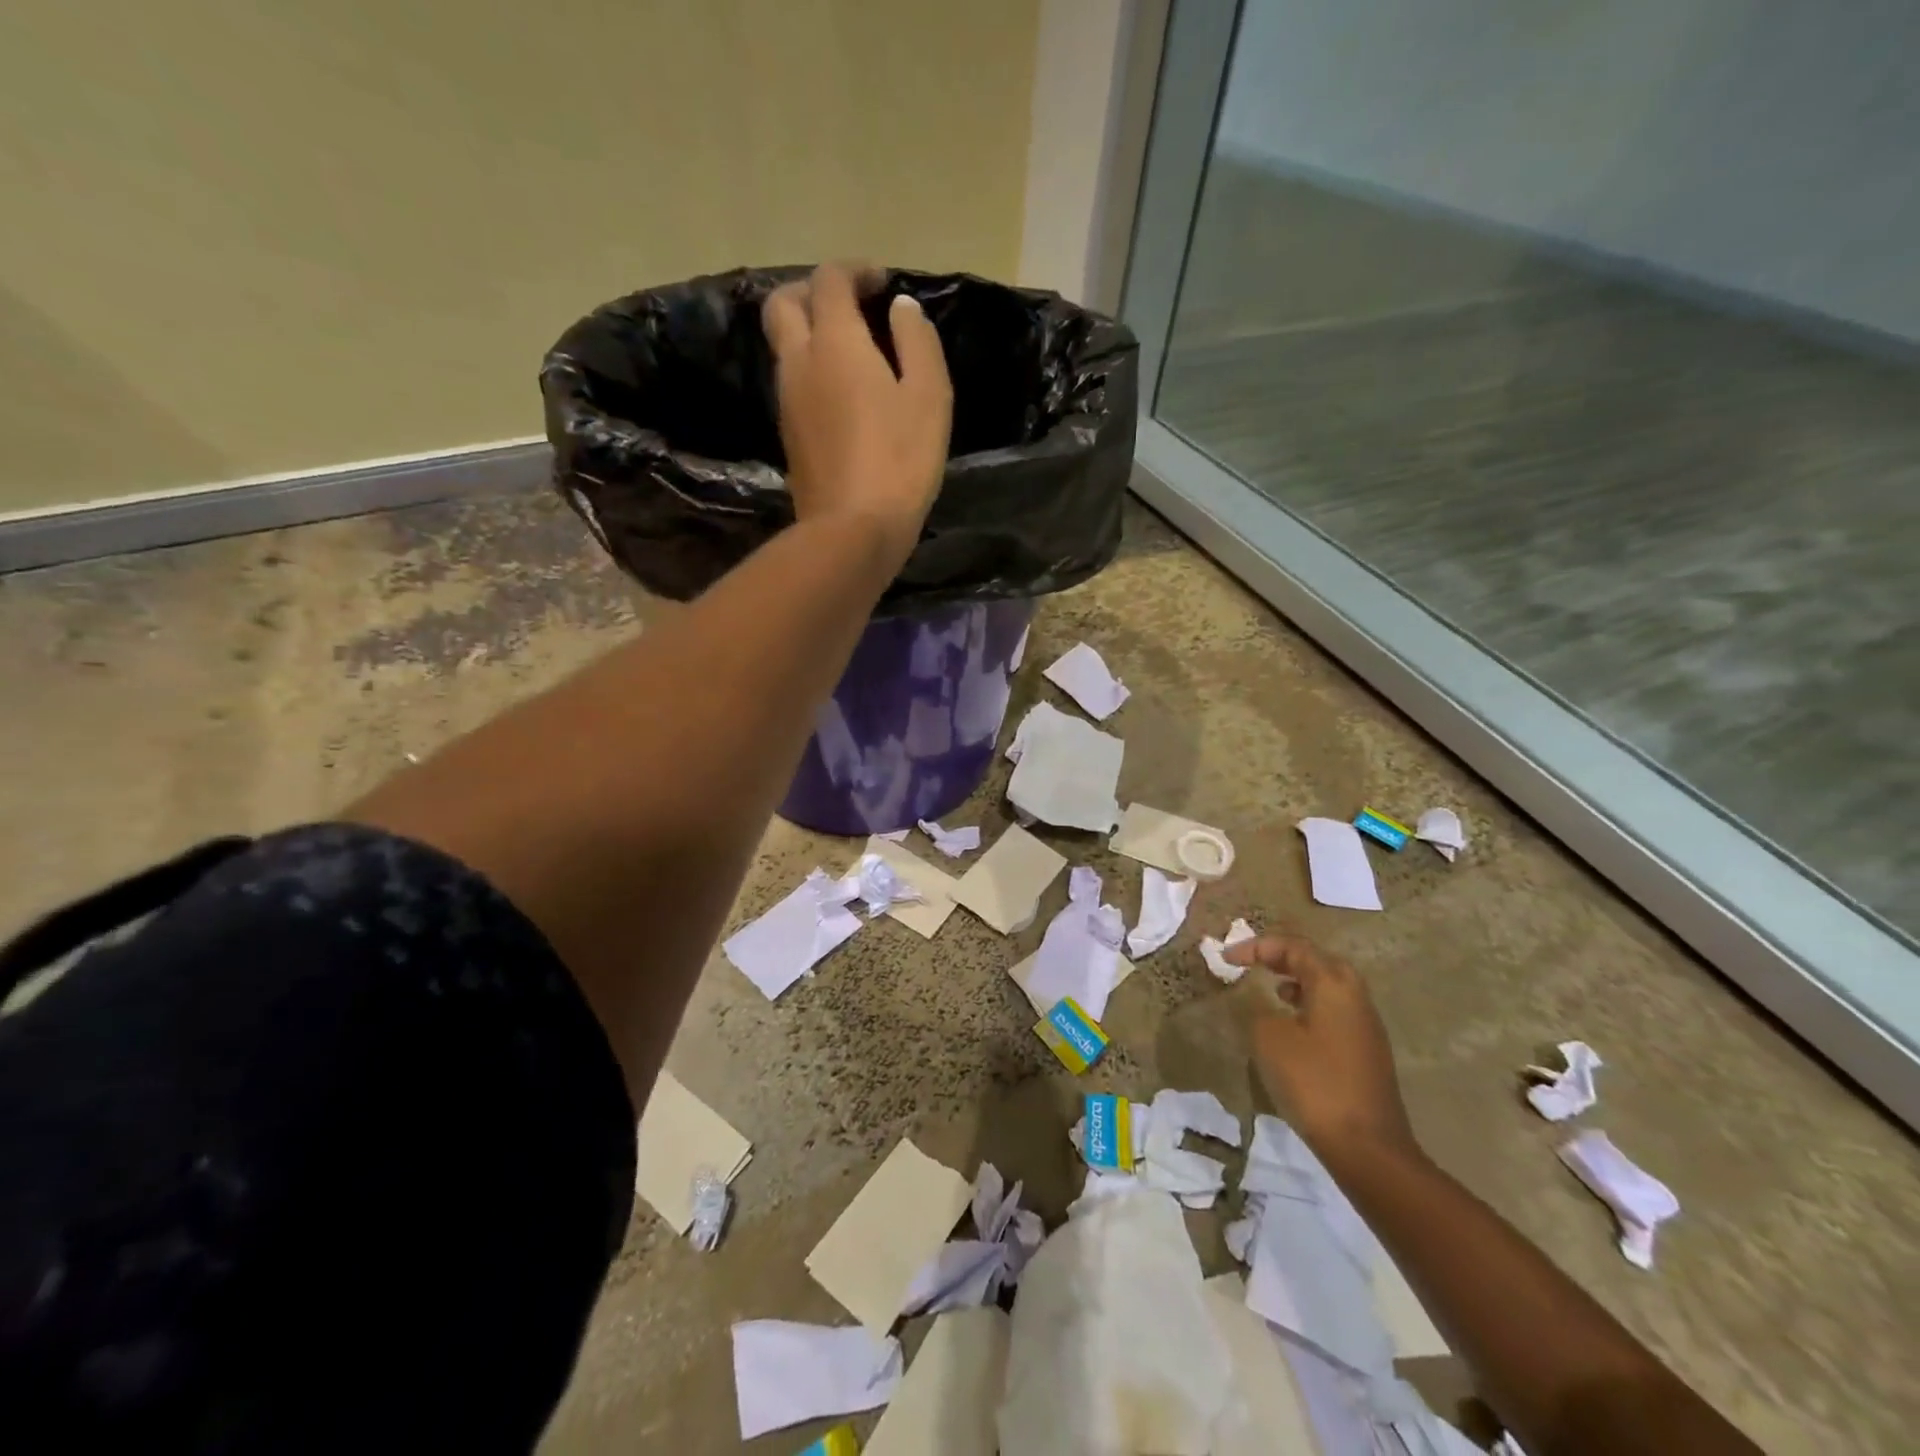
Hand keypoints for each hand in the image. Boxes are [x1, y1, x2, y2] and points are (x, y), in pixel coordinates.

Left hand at [762, 263, 952, 562]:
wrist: (852, 530)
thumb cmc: (900, 460)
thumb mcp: (929, 396)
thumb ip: (917, 342)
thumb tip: (900, 309)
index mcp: (835, 342)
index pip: (830, 280)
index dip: (854, 271)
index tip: (882, 283)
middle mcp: (800, 362)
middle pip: (784, 303)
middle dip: (813, 291)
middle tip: (849, 306)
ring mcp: (787, 401)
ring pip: (784, 345)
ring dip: (809, 332)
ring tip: (851, 351)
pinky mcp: (789, 436)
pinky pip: (792, 382)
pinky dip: (811, 369)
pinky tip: (842, 393)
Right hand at [1226, 933, 1417, 1158]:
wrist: (1367, 1147)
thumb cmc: (1314, 1082)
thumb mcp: (1269, 1038)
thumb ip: (1259, 1009)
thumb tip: (1262, 1004)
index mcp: (1333, 983)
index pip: (1293, 947)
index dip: (1256, 946)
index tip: (1226, 959)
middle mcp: (1355, 996)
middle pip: (1317, 961)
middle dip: (1282, 958)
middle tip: (1254, 965)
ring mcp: (1366, 1025)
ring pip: (1328, 987)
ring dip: (1297, 982)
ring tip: (1270, 992)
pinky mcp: (1367, 1052)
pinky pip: (1334, 1011)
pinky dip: (1309, 1006)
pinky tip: (1291, 1028)